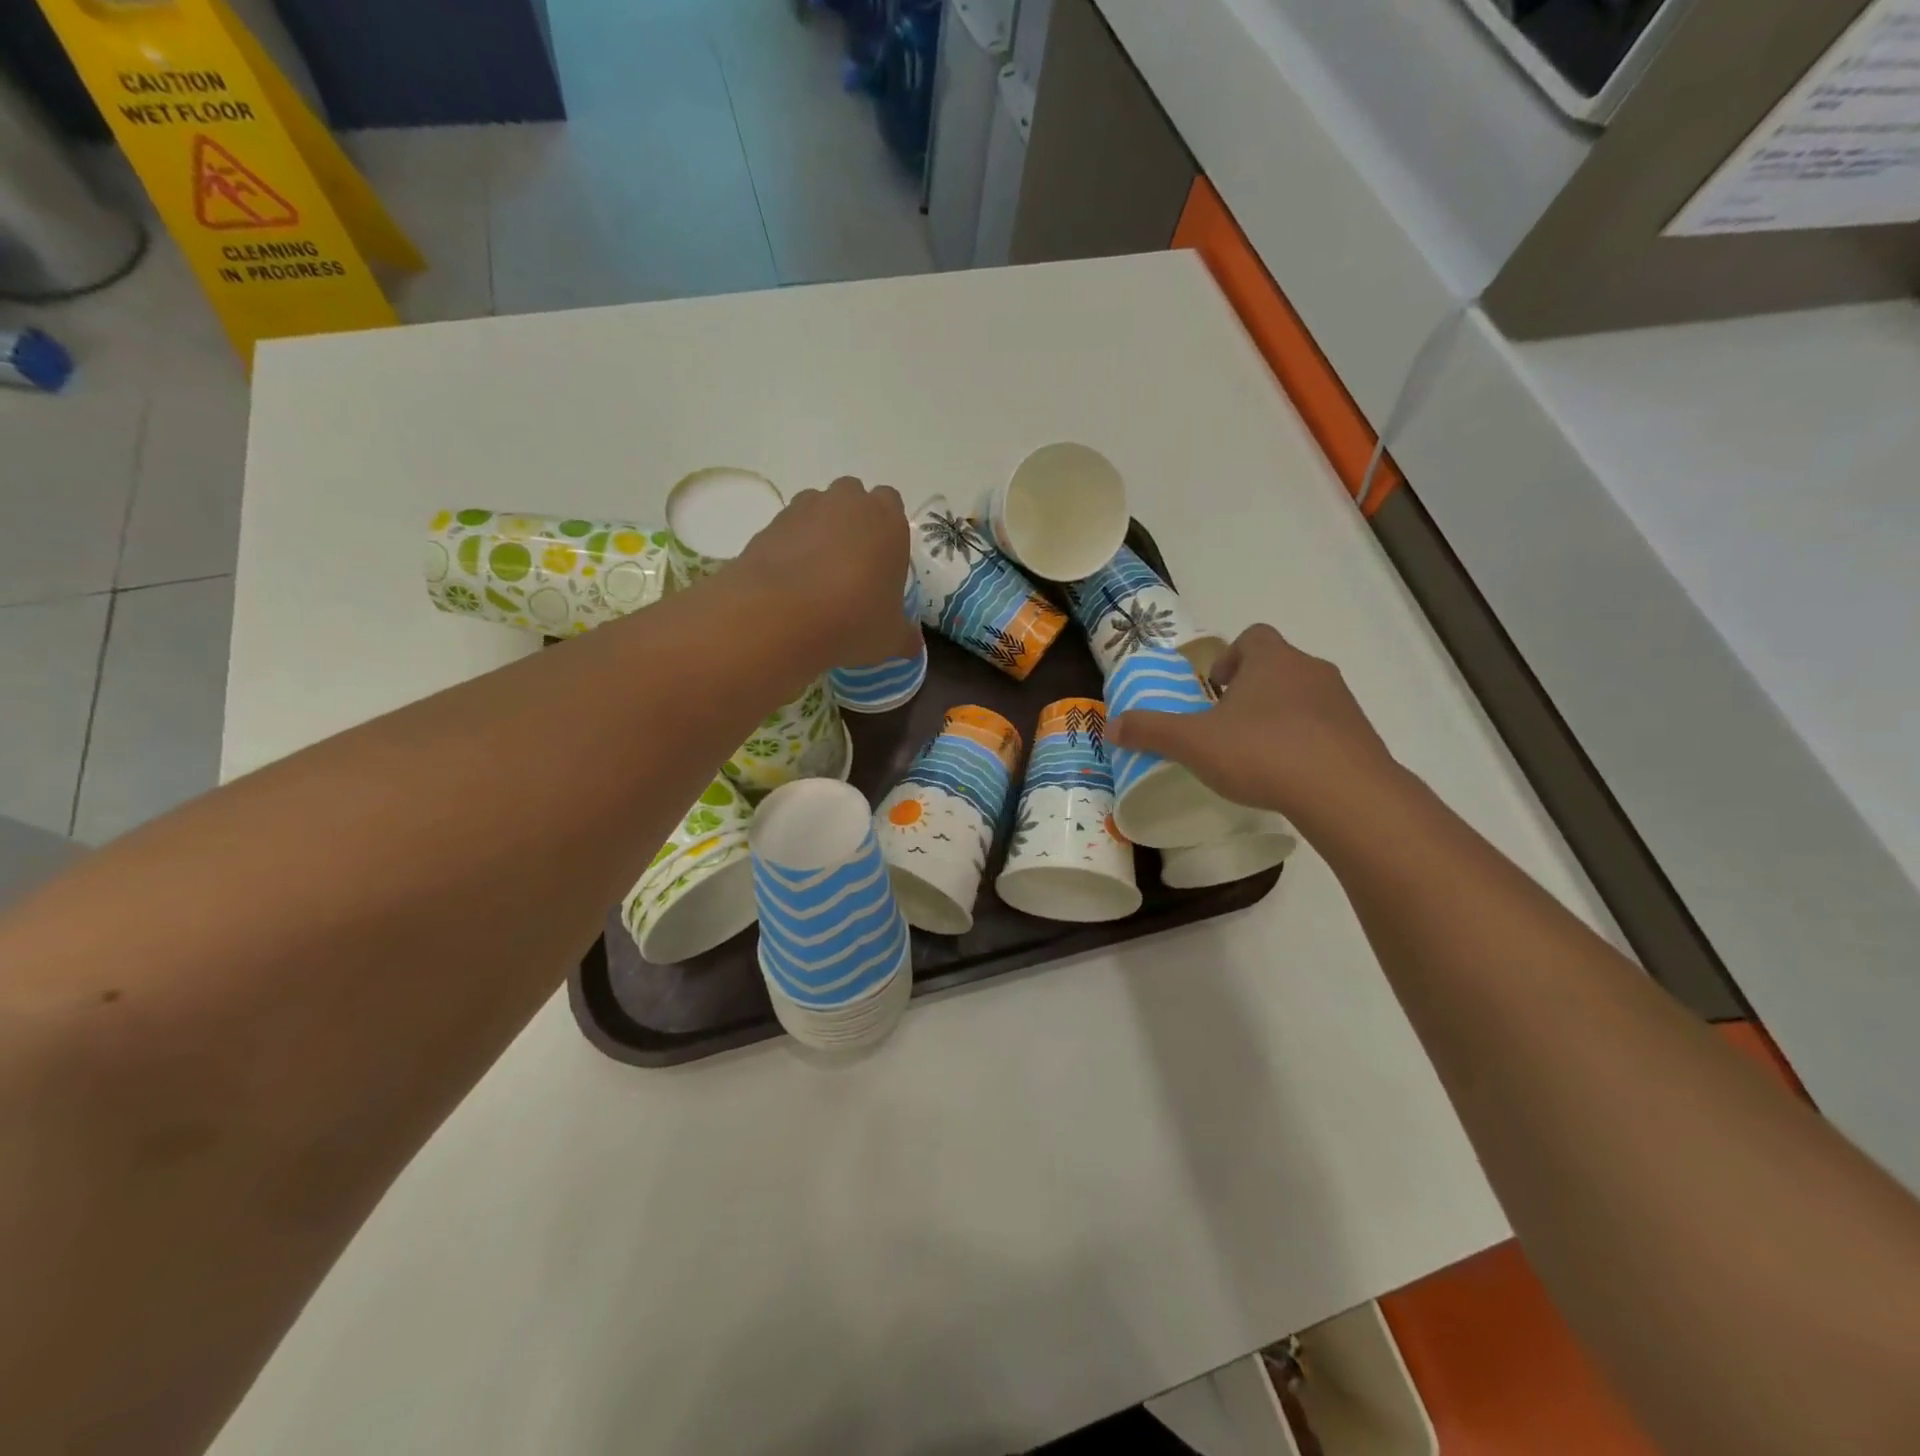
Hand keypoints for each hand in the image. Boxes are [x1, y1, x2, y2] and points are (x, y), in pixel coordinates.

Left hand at [735, 476, 918, 670]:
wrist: (780, 617)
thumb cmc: (852, 620)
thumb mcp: (890, 639)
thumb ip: (905, 637)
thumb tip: (912, 646)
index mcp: (887, 521)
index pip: (892, 504)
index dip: (887, 531)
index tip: (883, 562)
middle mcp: (847, 503)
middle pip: (853, 498)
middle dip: (853, 522)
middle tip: (852, 566)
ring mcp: (805, 509)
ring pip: (817, 509)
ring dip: (820, 532)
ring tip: (817, 576)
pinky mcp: (770, 524)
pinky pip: (787, 531)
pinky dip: (790, 549)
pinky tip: (790, 584)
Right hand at [1108, 625, 1394, 825]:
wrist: (1345, 792)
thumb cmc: (1262, 752)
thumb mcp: (1193, 743)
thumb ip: (1151, 731)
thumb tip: (1111, 726)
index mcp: (1272, 660)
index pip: (1253, 637)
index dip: (1230, 657)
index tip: (1215, 689)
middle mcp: (1310, 670)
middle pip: (1277, 666)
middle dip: (1251, 690)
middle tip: (1227, 726)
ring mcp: (1341, 702)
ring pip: (1302, 697)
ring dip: (1279, 716)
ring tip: (1257, 754)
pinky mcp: (1360, 735)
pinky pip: (1325, 728)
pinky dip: (1305, 742)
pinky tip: (1289, 775)